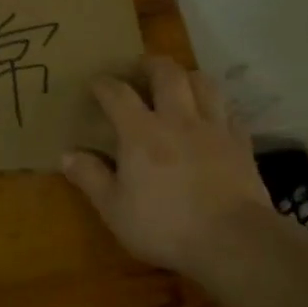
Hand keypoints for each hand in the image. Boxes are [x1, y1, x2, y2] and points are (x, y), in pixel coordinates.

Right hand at [61, 57, 275, 278]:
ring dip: (187, 77)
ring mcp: (214, 128)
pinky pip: (229, 112)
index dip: (103, 84)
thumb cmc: (164, 226)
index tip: (95, 83)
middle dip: (150, 65)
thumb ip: (91, 178)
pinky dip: (216, 107)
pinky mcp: (241, 144)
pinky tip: (212, 117)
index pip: (118, 93)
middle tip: (139, 70)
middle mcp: (178, 119)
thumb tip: (66, 155)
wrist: (232, 240)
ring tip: (178, 84)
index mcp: (141, 132)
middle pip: (167, 73)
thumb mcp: (115, 209)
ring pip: (203, 83)